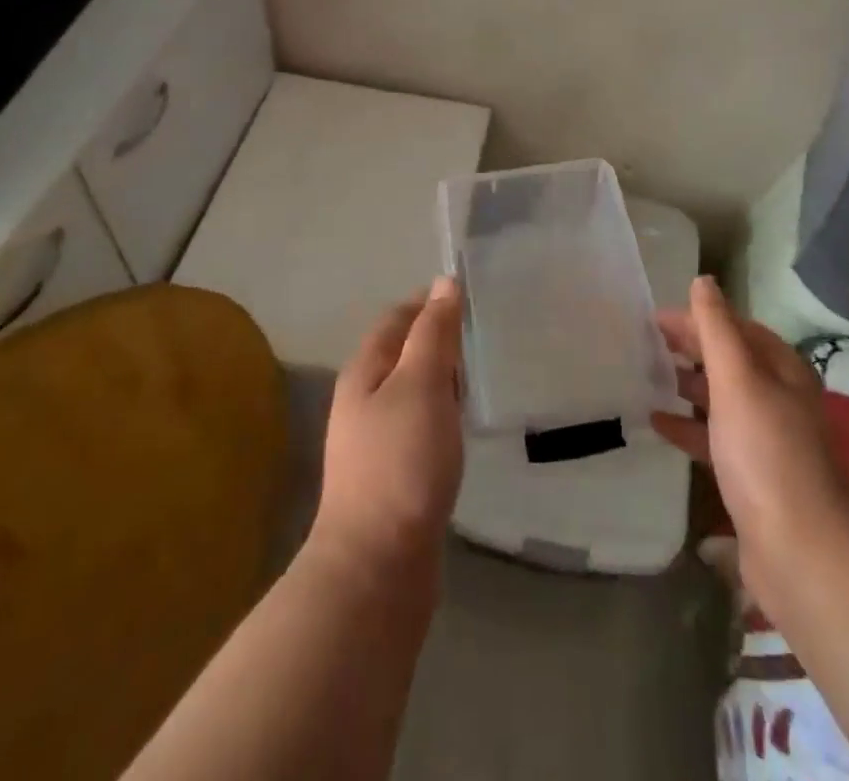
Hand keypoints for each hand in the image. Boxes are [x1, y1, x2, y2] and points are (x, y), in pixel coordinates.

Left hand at [308, 276, 465, 581]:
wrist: (377, 565)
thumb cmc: (400, 462)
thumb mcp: (421, 384)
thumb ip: (434, 333)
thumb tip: (444, 283)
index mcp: (365, 370)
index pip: (397, 317)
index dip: (429, 301)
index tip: (470, 294)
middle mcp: (364, 399)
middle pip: (403, 351)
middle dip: (439, 336)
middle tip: (484, 331)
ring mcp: (376, 439)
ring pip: (413, 389)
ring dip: (443, 374)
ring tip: (483, 370)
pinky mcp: (393, 472)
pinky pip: (421, 422)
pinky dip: (444, 410)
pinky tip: (465, 421)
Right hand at [652, 276, 848, 614]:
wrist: (803, 552)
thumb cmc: (767, 453)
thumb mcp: (738, 380)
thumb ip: (717, 329)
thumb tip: (703, 281)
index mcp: (781, 370)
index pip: (734, 328)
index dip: (697, 318)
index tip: (653, 318)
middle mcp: (778, 399)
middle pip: (728, 361)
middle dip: (690, 348)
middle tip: (645, 343)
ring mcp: (766, 440)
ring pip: (720, 399)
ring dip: (687, 385)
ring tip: (647, 377)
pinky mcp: (751, 477)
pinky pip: (714, 438)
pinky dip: (687, 426)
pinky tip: (657, 423)